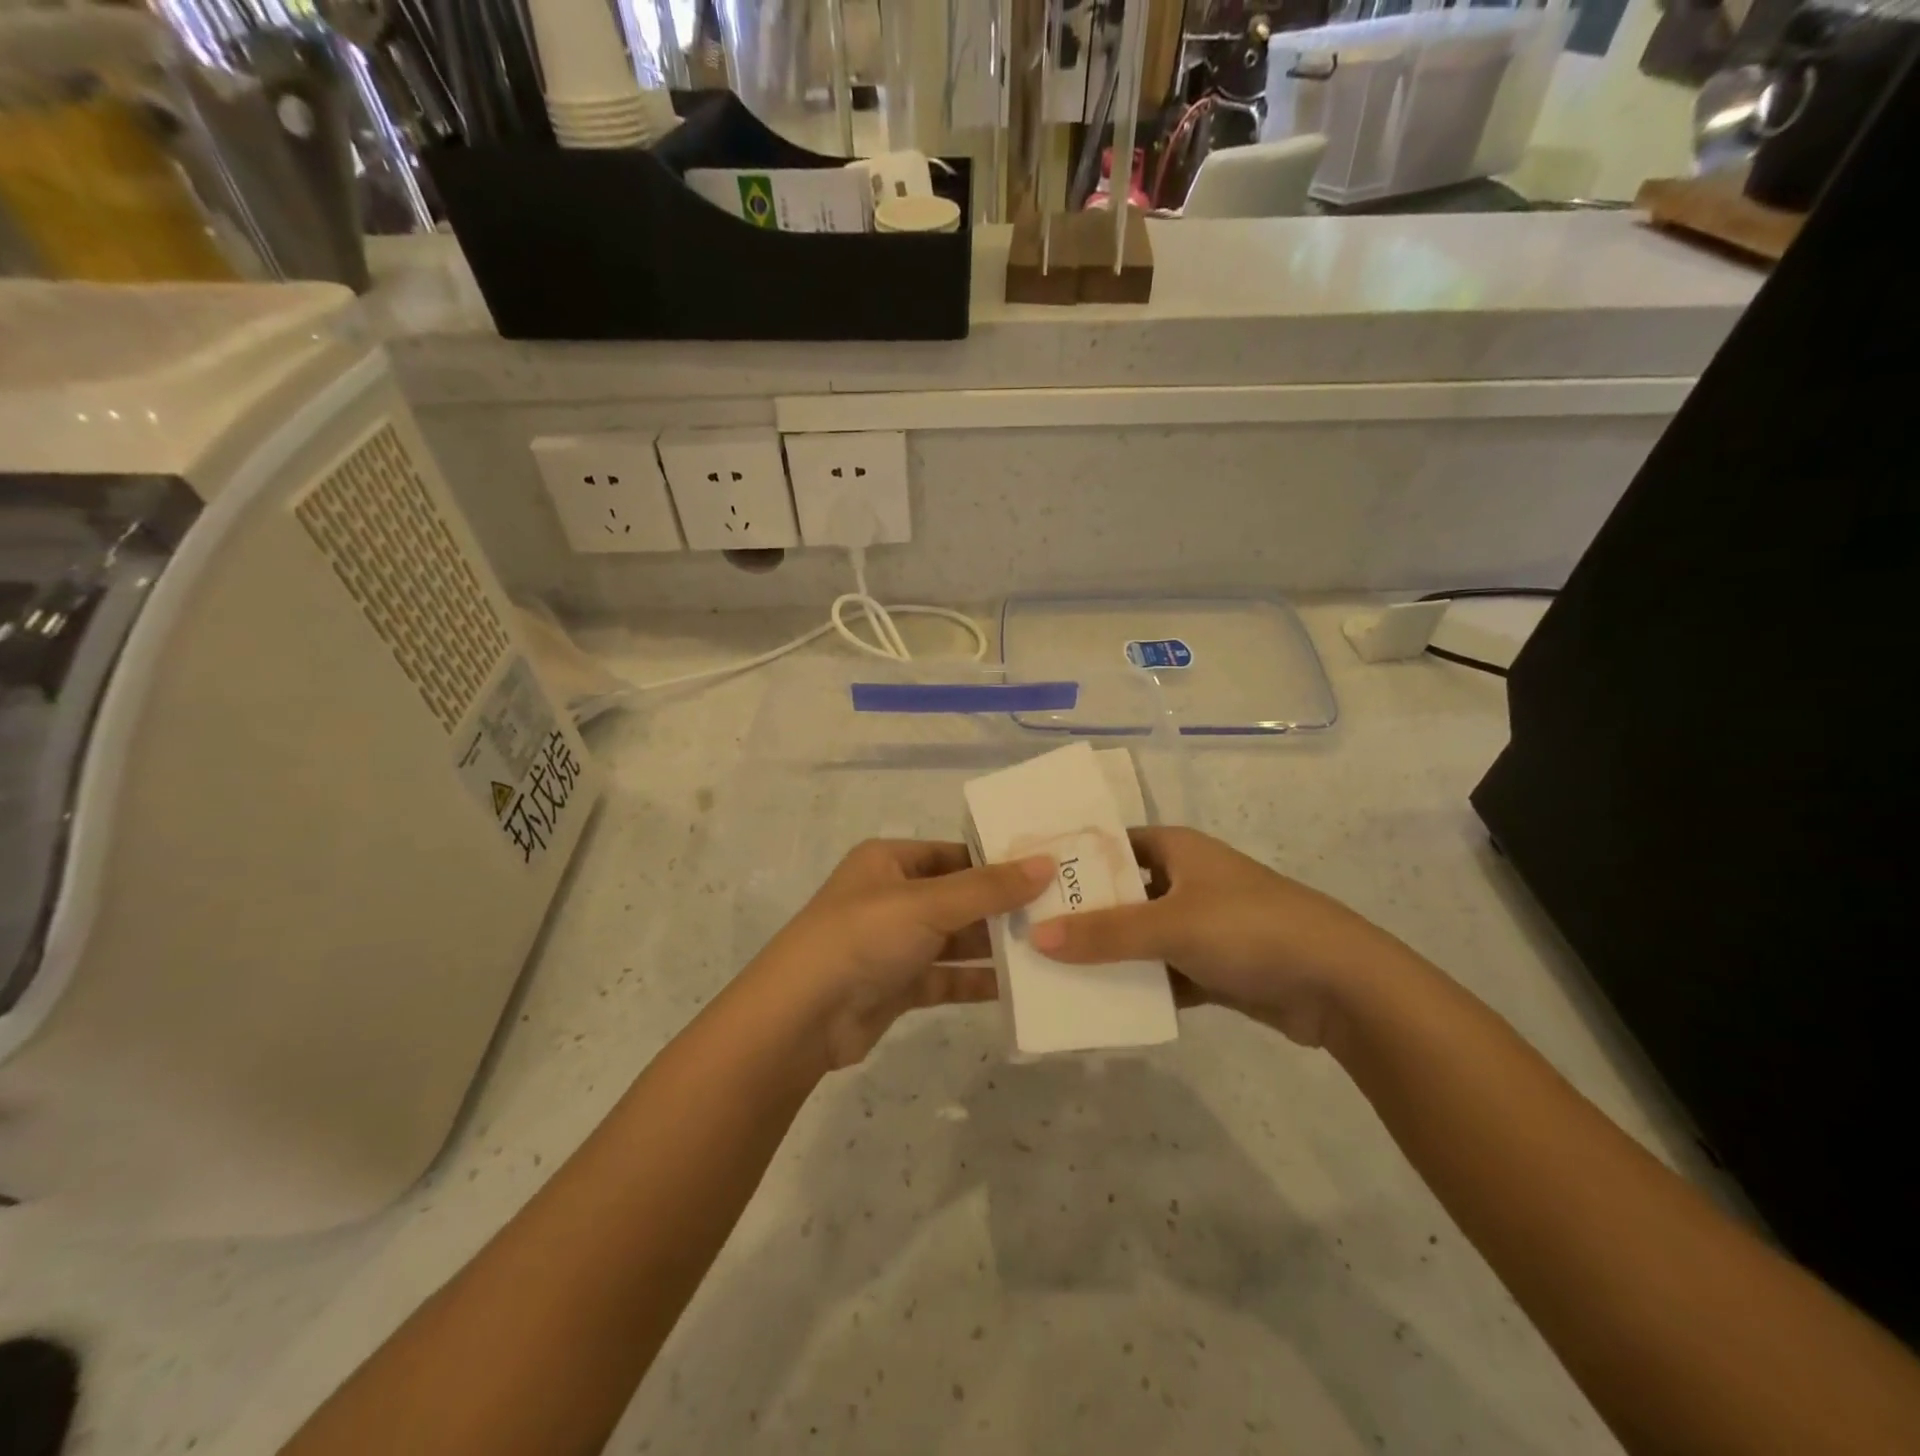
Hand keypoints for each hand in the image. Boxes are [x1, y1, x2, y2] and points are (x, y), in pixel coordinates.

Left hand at [748, 840, 1052, 1070]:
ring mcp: (895, 944)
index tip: (1048, 869)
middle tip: (1060, 912)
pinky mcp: (899, 985)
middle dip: (1003, 907)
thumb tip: (1046, 863)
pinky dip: (978, 981)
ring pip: (956, 940)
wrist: (800, 1018)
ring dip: (995, 946)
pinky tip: (1020, 987)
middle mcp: (893, 897)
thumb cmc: (862, 938)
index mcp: (889, 862)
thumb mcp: (926, 903)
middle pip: (959, 897)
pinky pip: (948, 978)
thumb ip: (988, 888)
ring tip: (1050, 949)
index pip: (955, 853)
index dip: (997, 861)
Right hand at [1027, 826, 1425, 1046]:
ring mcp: (1200, 924)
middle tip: (1029, 934)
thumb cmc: (1249, 929)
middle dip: (1082, 915)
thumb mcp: (1171, 925)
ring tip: (1053, 973)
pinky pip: (1162, 972)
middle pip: (1120, 894)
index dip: (1071, 861)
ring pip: (1139, 937)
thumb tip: (1036, 937)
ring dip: (1107, 956)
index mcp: (1176, 849)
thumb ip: (1104, 934)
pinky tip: (1101, 1005)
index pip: (1110, 845)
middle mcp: (1185, 880)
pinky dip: (1138, 987)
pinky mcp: (1213, 966)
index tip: (1026, 883)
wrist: (1340, 983)